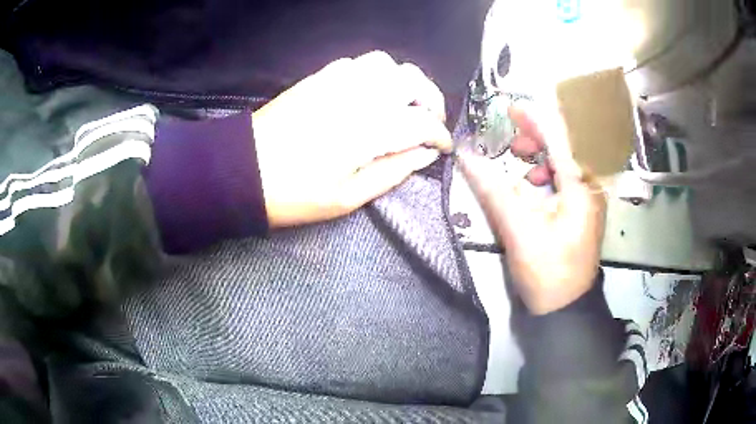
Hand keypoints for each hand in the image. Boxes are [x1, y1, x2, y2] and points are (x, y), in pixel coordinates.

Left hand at [252, 51, 451, 227]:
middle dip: (431, 99)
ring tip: (404, 104)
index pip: (421, 122)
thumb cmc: (294, 193)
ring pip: (386, 63)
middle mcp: (358, 96)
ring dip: (404, 81)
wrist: (243, 170)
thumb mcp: (348, 198)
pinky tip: (371, 93)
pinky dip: (376, 74)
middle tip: (430, 121)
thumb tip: (425, 154)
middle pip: (412, 79)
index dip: (440, 135)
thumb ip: (393, 171)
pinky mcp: (318, 78)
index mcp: (368, 130)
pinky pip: (358, 63)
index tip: (444, 148)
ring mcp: (336, 81)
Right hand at [458, 108, 606, 314]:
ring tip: (520, 164)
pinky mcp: (583, 209)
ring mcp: (589, 198)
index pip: (559, 137)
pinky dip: (547, 174)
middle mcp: (590, 186)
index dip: (535, 118)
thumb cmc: (546, 270)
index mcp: (581, 186)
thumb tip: (466, 156)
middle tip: (512, 144)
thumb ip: (492, 188)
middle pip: (565, 145)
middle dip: (537, 138)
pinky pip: (565, 178)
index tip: (510, 107)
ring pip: (565, 161)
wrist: (564, 308)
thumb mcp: (518, 229)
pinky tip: (533, 187)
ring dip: (541, 156)